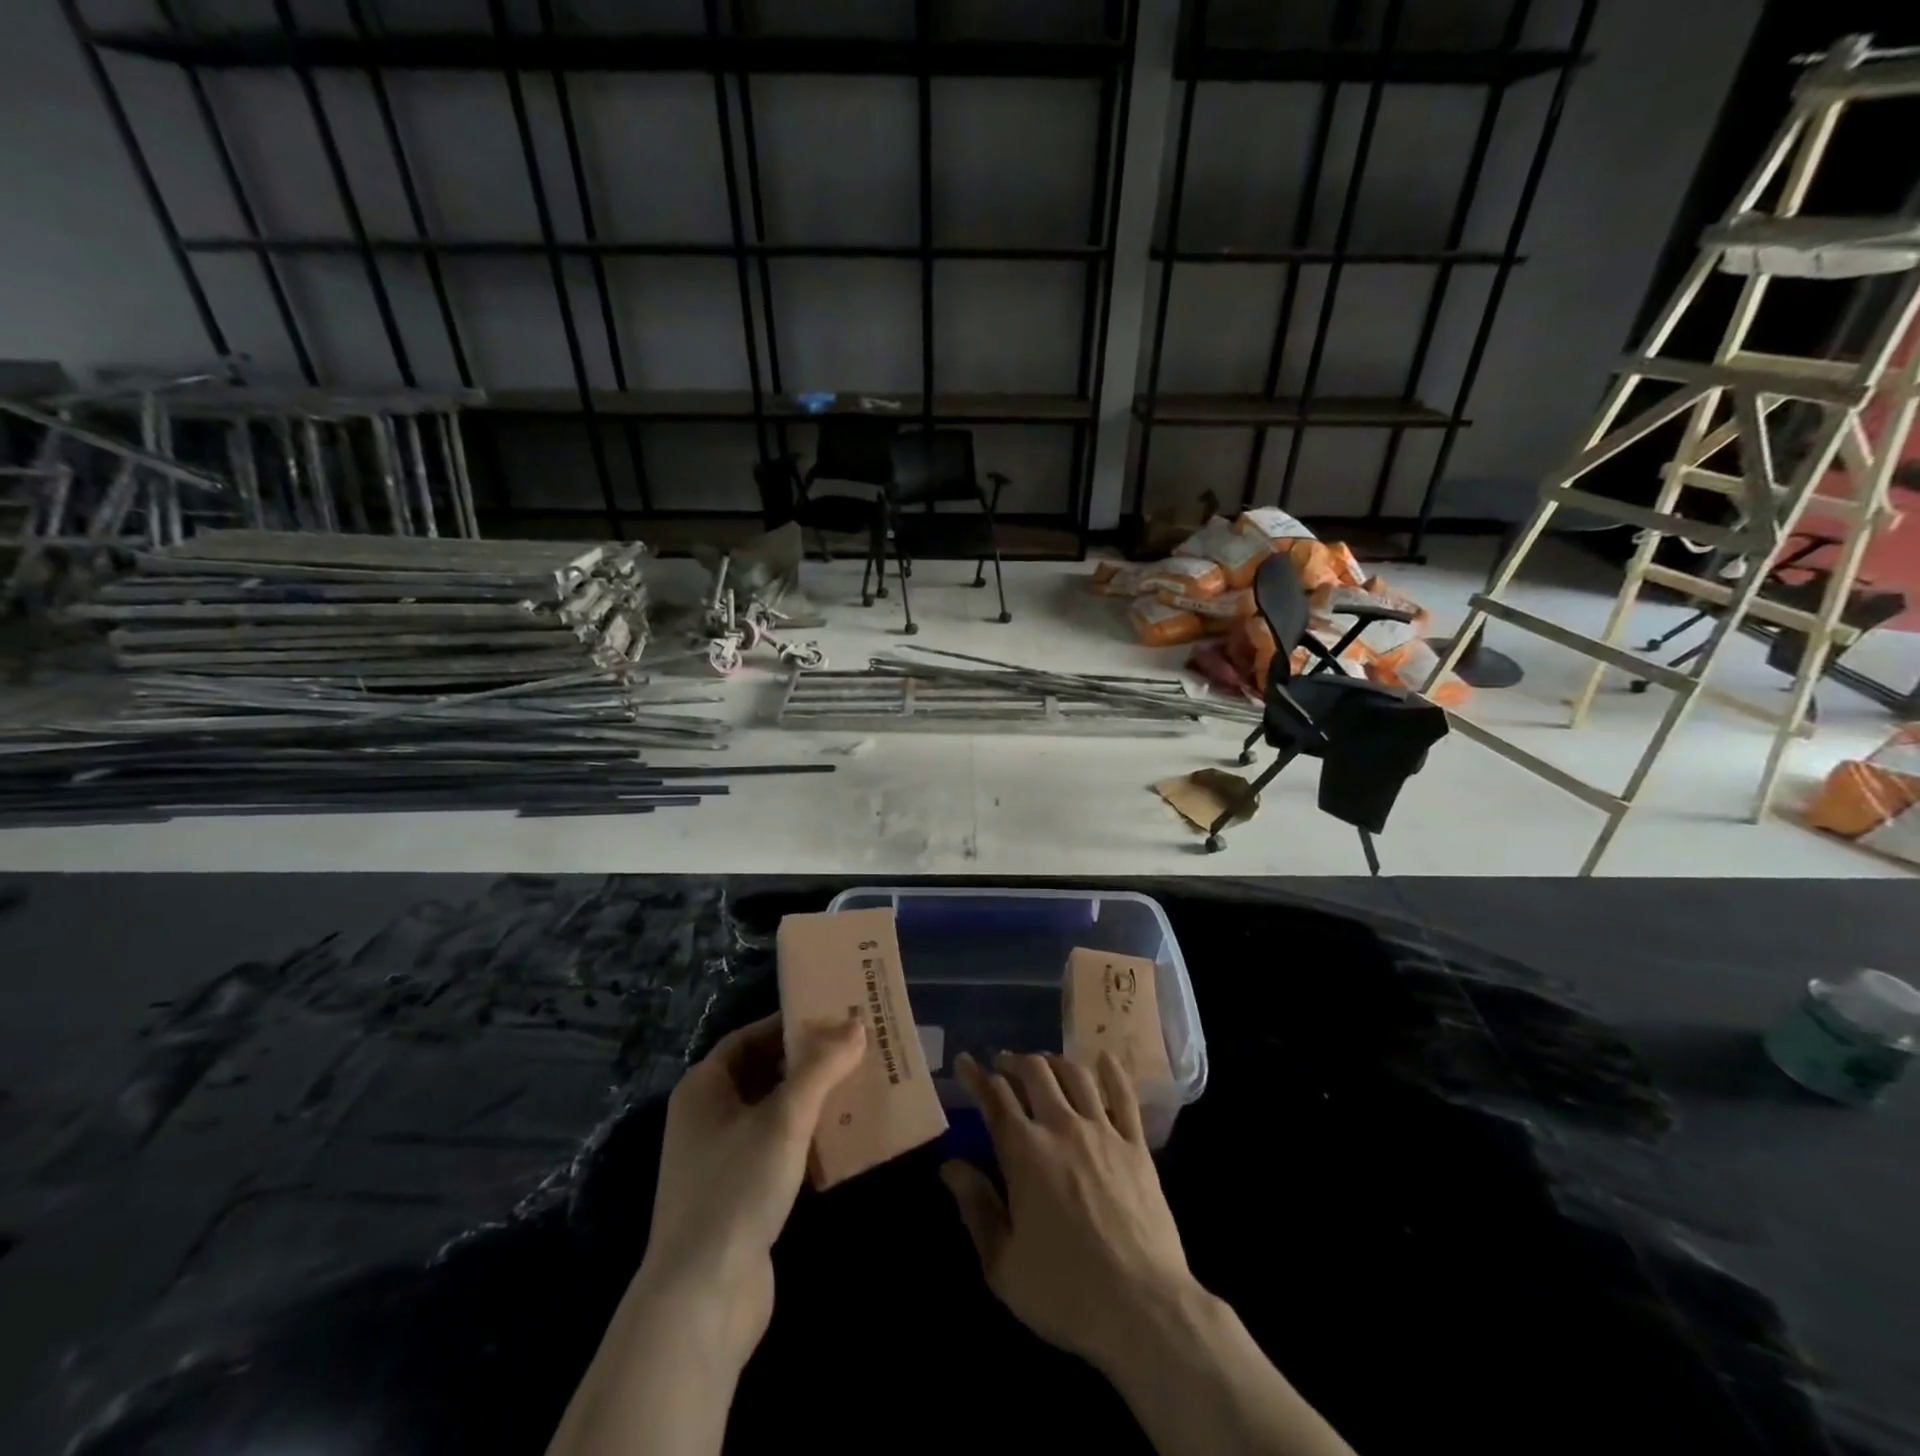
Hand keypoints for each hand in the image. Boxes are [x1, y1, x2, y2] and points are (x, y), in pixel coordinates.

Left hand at [640, 1013, 865, 1363]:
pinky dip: (810, 1139)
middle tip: (858, 1049)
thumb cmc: (737, 1189)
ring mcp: (723, 1159)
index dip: (790, 1024)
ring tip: (862, 1086)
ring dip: (815, 1101)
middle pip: (765, 1073)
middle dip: (810, 1062)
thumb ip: (821, 1068)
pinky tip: (848, 1138)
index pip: (750, 1037)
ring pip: (776, 1113)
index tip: (835, 1016)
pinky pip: (781, 1150)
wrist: (701, 1302)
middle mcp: (708, 1117)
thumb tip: (855, 1024)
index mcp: (704, 1088)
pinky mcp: (742, 1196)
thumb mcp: (784, 1118)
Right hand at [942, 1050, 1195, 1375]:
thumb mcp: (1003, 1264)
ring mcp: (1103, 1132)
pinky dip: (1111, 1071)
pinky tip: (1103, 1059)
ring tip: (1043, 1064)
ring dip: (1054, 1061)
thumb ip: (976, 1207)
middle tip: (1003, 1064)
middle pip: (1035, 1072)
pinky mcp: (1136, 1146)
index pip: (995, 1097)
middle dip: (1014, 1061)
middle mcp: (1062, 1127)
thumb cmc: (1065, 1292)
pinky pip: (1124, 1096)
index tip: (965, 1061)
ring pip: (1075, 1075)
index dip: (976, 1075)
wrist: (1143, 1308)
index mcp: (1024, 1152)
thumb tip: (951, 1166)